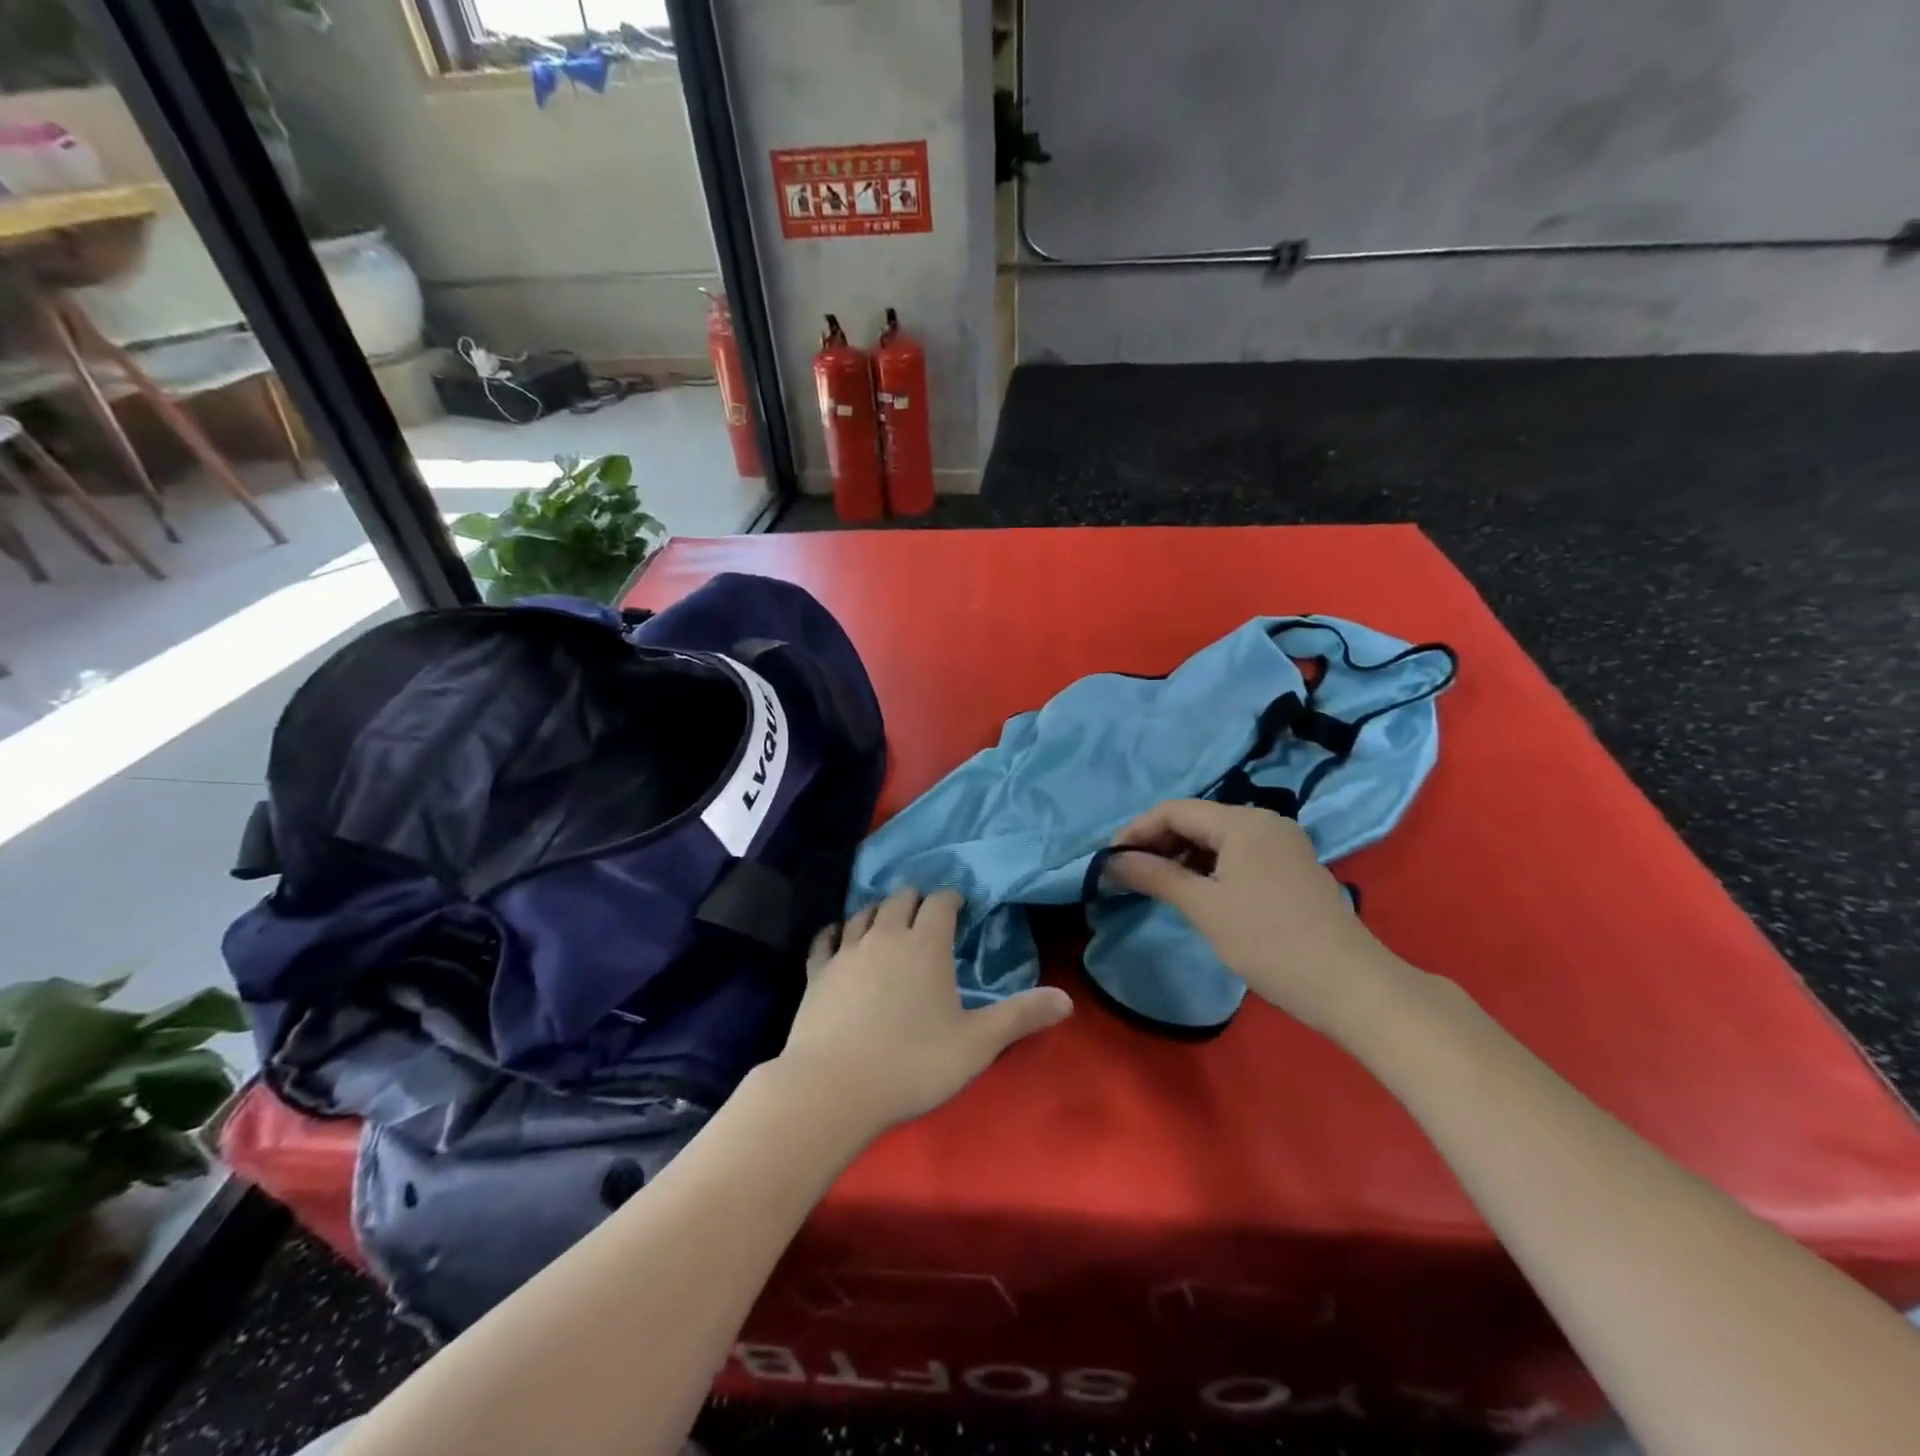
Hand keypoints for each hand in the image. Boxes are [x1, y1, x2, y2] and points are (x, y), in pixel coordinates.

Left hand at [776, 888, 1072, 1137]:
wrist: (833, 1089)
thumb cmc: (913, 1063)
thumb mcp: (977, 1044)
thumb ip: (1021, 1017)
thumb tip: (1067, 999)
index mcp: (925, 944)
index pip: (940, 901)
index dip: (951, 900)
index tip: (959, 909)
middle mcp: (885, 935)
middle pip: (900, 898)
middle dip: (916, 901)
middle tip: (926, 919)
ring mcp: (847, 951)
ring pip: (863, 913)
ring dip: (879, 913)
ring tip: (888, 926)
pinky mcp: (817, 972)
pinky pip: (826, 939)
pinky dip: (836, 933)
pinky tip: (838, 939)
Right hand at [1103, 799, 1415, 1034]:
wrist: (1349, 985)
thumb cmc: (1270, 941)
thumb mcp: (1205, 908)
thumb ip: (1156, 876)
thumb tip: (1111, 861)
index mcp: (1243, 822)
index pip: (1175, 810)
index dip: (1137, 831)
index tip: (1109, 860)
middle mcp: (1264, 822)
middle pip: (1197, 820)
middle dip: (1158, 842)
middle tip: (1129, 874)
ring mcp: (1282, 844)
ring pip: (1217, 838)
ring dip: (1182, 855)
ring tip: (1156, 884)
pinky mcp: (1291, 867)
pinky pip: (1238, 854)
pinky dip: (1209, 866)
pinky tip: (1195, 891)